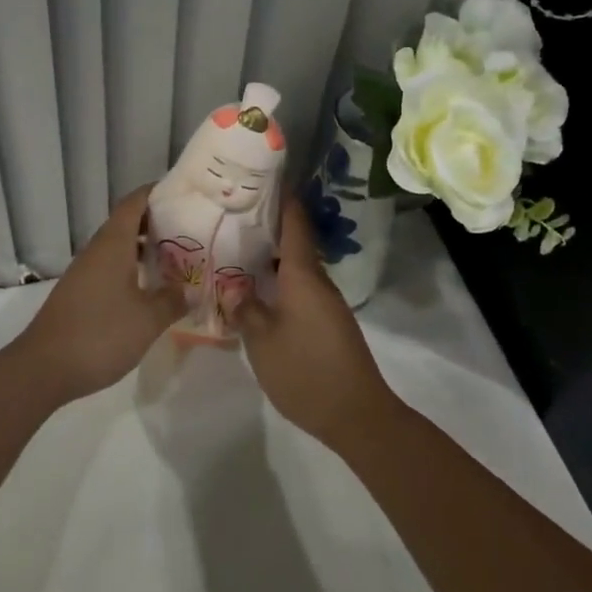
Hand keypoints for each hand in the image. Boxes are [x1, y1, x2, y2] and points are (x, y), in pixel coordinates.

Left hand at [10, 186, 182, 404]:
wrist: (43, 368)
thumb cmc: (100, 334)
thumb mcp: (147, 320)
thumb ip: (172, 300)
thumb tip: (191, 289)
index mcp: (113, 244)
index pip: (135, 202)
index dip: (157, 192)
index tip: (183, 193)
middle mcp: (97, 250)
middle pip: (127, 222)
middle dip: (157, 222)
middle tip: (190, 229)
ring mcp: (85, 272)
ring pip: (118, 247)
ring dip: (144, 248)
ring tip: (175, 258)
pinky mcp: (79, 293)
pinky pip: (110, 268)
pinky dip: (131, 268)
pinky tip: (148, 288)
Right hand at [223, 197, 398, 451]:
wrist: (357, 415)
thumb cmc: (305, 371)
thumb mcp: (262, 341)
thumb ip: (245, 308)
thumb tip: (233, 287)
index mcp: (304, 275)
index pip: (294, 223)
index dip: (282, 197)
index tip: (263, 176)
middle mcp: (318, 281)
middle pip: (294, 241)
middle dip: (268, 225)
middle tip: (235, 214)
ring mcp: (326, 302)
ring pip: (296, 267)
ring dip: (272, 255)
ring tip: (238, 248)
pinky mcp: (328, 323)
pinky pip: (300, 287)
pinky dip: (279, 280)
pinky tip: (258, 289)